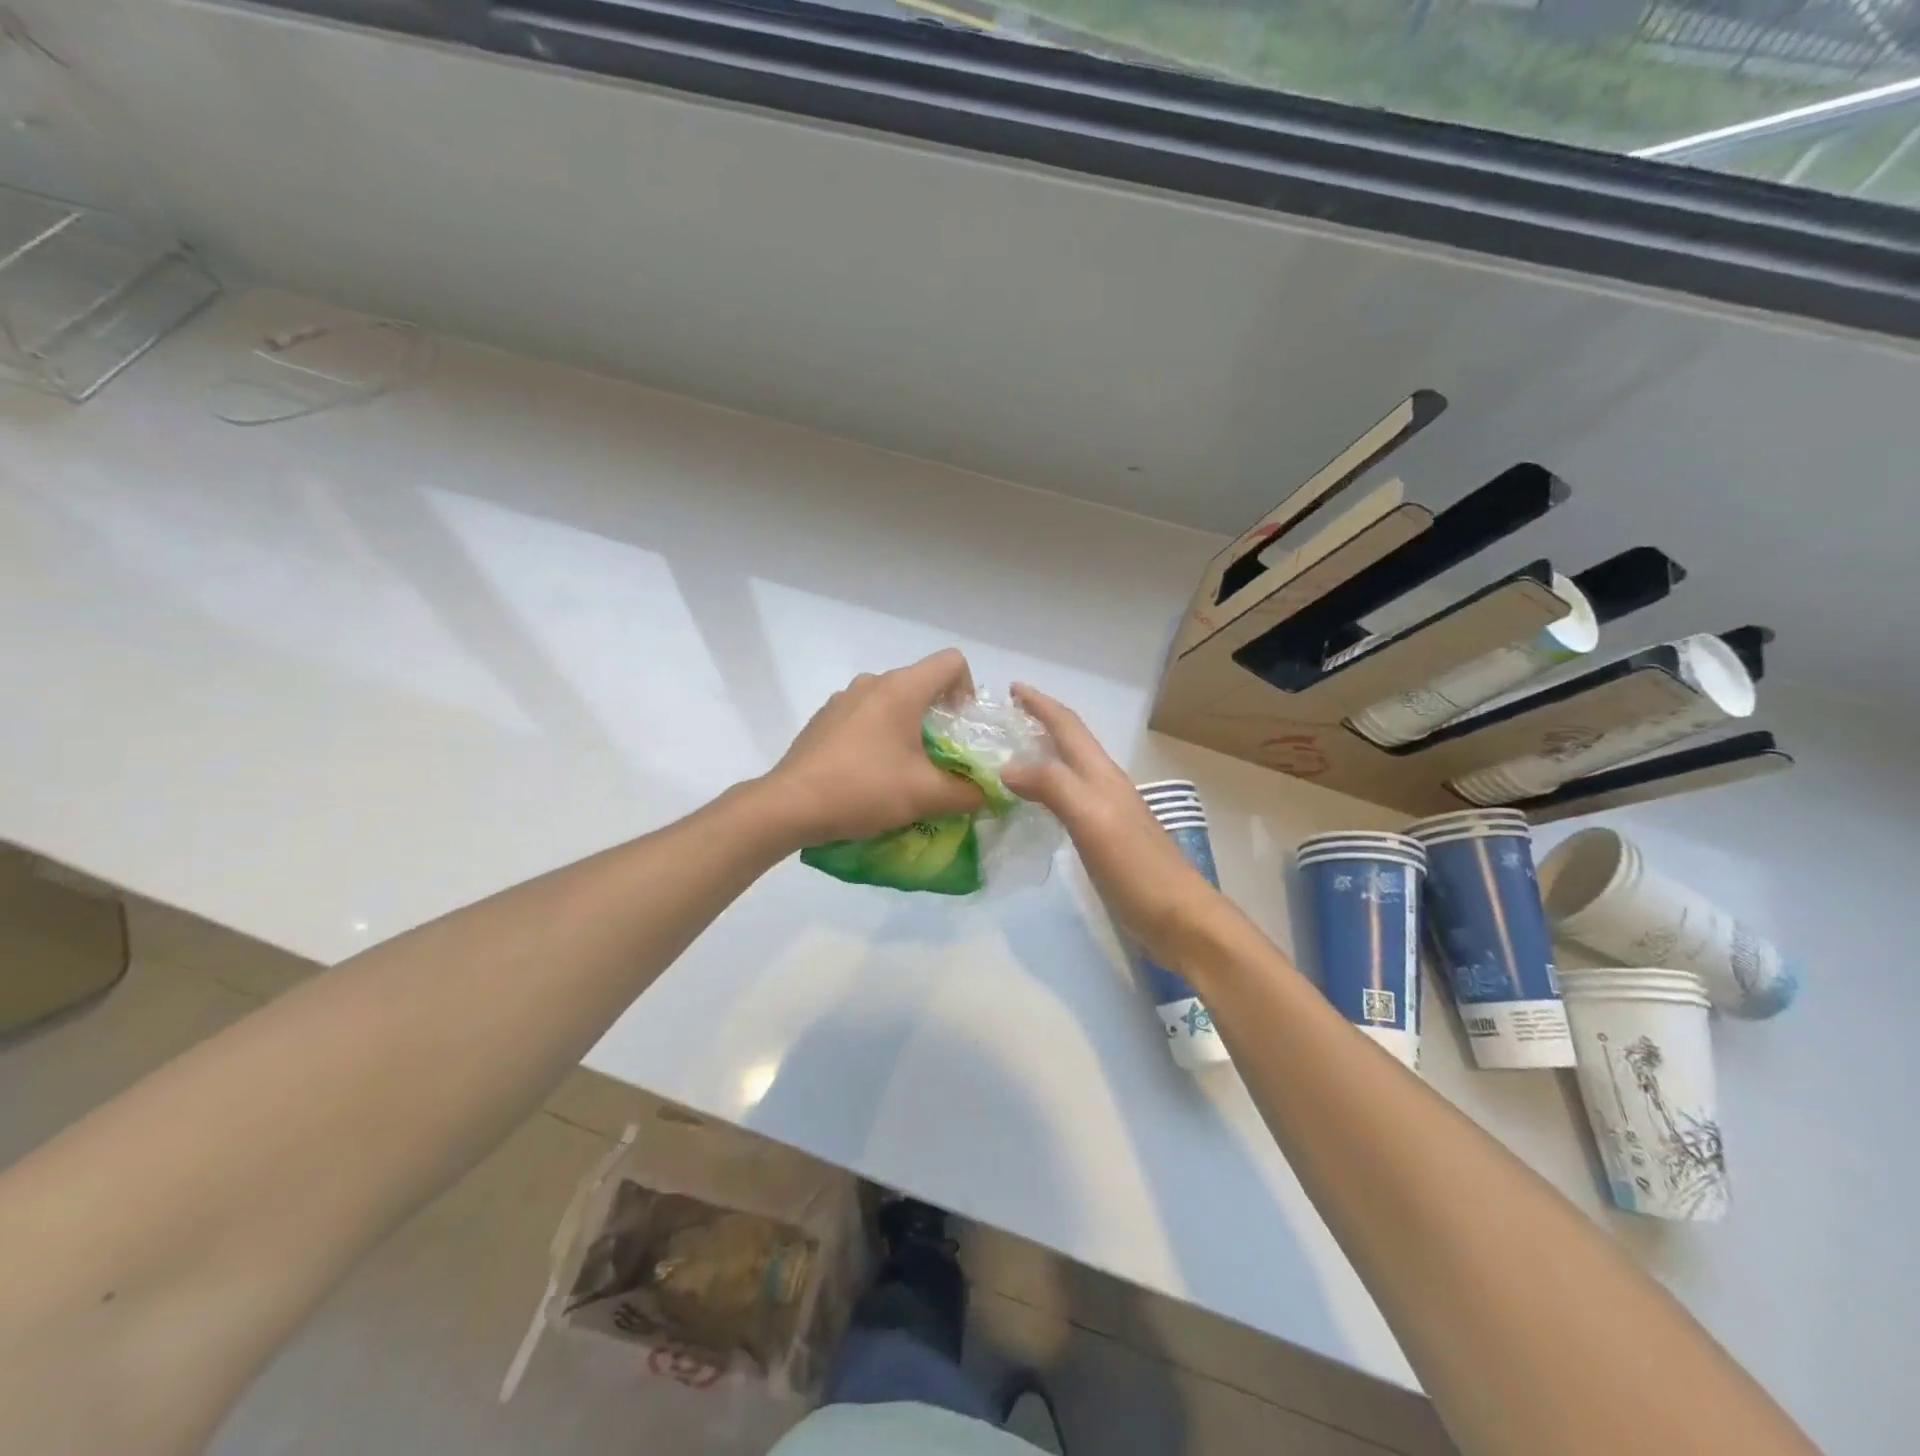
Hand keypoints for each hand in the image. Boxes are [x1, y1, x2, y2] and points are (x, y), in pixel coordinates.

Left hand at [764, 649, 986, 845]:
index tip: (962, 728)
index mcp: (901, 688)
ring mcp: (843, 699)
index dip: (968, 689)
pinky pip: (865, 717)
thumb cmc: (863, 789)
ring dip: (907, 728)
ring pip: (891, 701)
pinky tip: (870, 773)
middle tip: (942, 758)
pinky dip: (878, 736)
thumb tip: (988, 793)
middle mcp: (872, 682)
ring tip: (905, 770)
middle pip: (921, 683)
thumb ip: (967, 792)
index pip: (952, 661)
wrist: (789, 806)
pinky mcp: (824, 719)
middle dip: (940, 717)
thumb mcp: (926, 795)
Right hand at [1000, 684, 1225, 965]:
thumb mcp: (1091, 819)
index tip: (1012, 688)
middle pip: (1070, 743)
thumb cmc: (1135, 866)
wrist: (1177, 916)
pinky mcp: (1105, 838)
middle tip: (1004, 718)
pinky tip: (1034, 804)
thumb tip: (1007, 766)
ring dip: (1042, 754)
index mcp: (1101, 774)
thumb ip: (1052, 786)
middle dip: (1040, 723)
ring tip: (1010, 754)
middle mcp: (1104, 785)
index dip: (1041, 704)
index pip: (1067, 727)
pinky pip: (1068, 799)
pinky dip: (1046, 789)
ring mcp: (1107, 812)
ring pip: (1069, 770)